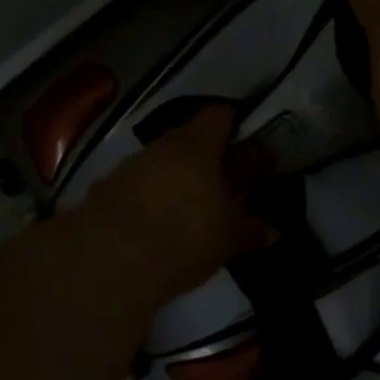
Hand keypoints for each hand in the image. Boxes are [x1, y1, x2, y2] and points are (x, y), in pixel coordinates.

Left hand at [73, 104, 268, 301]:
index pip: (220, 115)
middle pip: (189, 139)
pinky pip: (137, 185)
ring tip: (190, 207)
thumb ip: (251, 231)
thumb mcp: (227, 239)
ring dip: (176, 178)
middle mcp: (162, 146)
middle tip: (224, 181)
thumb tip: (274, 231)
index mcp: (197, 145)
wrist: (107, 263)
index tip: (247, 143)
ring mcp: (129, 166)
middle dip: (207, 158)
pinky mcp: (105, 190)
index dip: (235, 125)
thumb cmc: (183, 236)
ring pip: (161, 162)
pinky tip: (157, 225)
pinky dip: (149, 198)